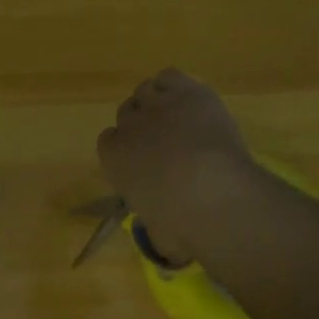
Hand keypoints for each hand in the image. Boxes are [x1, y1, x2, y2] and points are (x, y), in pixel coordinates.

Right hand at [96, 69, 256, 263]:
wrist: (210, 192)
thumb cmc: (180, 224)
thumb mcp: (161, 236)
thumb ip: (156, 229)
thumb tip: (167, 242)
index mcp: (113, 159)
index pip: (108, 140)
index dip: (126, 149)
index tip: (144, 161)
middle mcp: (129, 127)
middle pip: (126, 112)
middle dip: (143, 125)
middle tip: (166, 141)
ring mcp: (158, 105)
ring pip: (146, 90)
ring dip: (159, 102)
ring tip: (179, 118)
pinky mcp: (187, 92)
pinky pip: (169, 76)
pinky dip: (176, 85)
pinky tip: (190, 101)